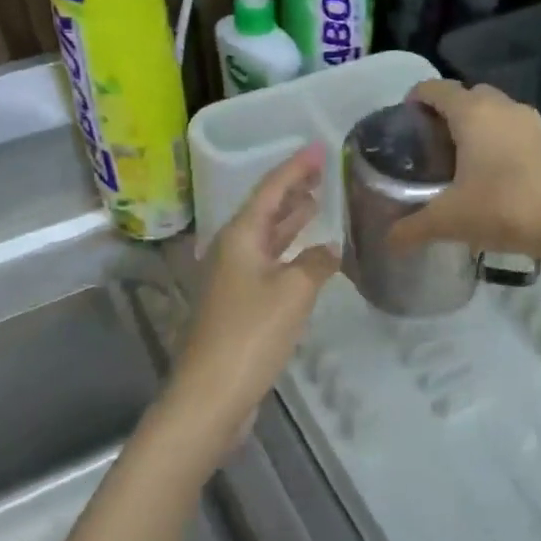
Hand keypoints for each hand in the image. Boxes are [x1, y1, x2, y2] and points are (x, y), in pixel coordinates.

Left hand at [173, 145, 338, 428]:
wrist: (213, 393)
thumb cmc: (252, 334)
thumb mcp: (294, 292)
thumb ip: (316, 263)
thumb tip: (328, 250)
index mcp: (240, 237)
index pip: (271, 190)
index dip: (296, 167)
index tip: (320, 147)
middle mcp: (232, 252)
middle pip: (265, 210)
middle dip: (293, 189)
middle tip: (323, 171)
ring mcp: (234, 280)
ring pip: (266, 238)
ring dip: (291, 220)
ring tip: (316, 202)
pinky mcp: (239, 306)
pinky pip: (269, 264)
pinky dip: (289, 252)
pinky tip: (308, 257)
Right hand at [386, 80, 540, 263]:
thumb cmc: (506, 209)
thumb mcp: (451, 222)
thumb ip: (413, 228)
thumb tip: (388, 241)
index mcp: (472, 113)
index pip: (436, 89)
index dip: (416, 98)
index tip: (404, 119)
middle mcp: (502, 107)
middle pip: (467, 96)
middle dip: (446, 113)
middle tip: (429, 145)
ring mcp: (532, 122)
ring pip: (494, 113)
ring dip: (475, 128)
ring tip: (459, 161)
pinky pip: (514, 131)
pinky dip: (498, 142)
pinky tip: (493, 176)